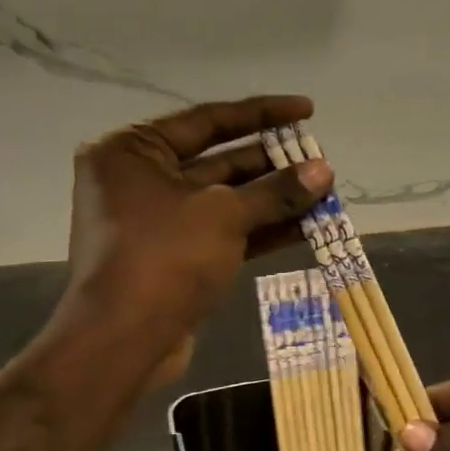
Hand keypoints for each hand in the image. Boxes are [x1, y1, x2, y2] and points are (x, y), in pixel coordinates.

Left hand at [49, 96, 331, 381]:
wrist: (125, 339)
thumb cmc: (165, 258)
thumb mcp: (225, 215)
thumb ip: (277, 191)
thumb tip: (324, 171)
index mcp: (134, 151)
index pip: (208, 119)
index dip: (263, 114)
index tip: (307, 110)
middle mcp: (142, 179)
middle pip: (220, 161)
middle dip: (274, 164)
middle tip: (321, 162)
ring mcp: (160, 221)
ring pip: (228, 200)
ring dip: (275, 199)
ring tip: (325, 193)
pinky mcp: (178, 257)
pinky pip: (226, 232)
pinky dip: (263, 229)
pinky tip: (308, 227)